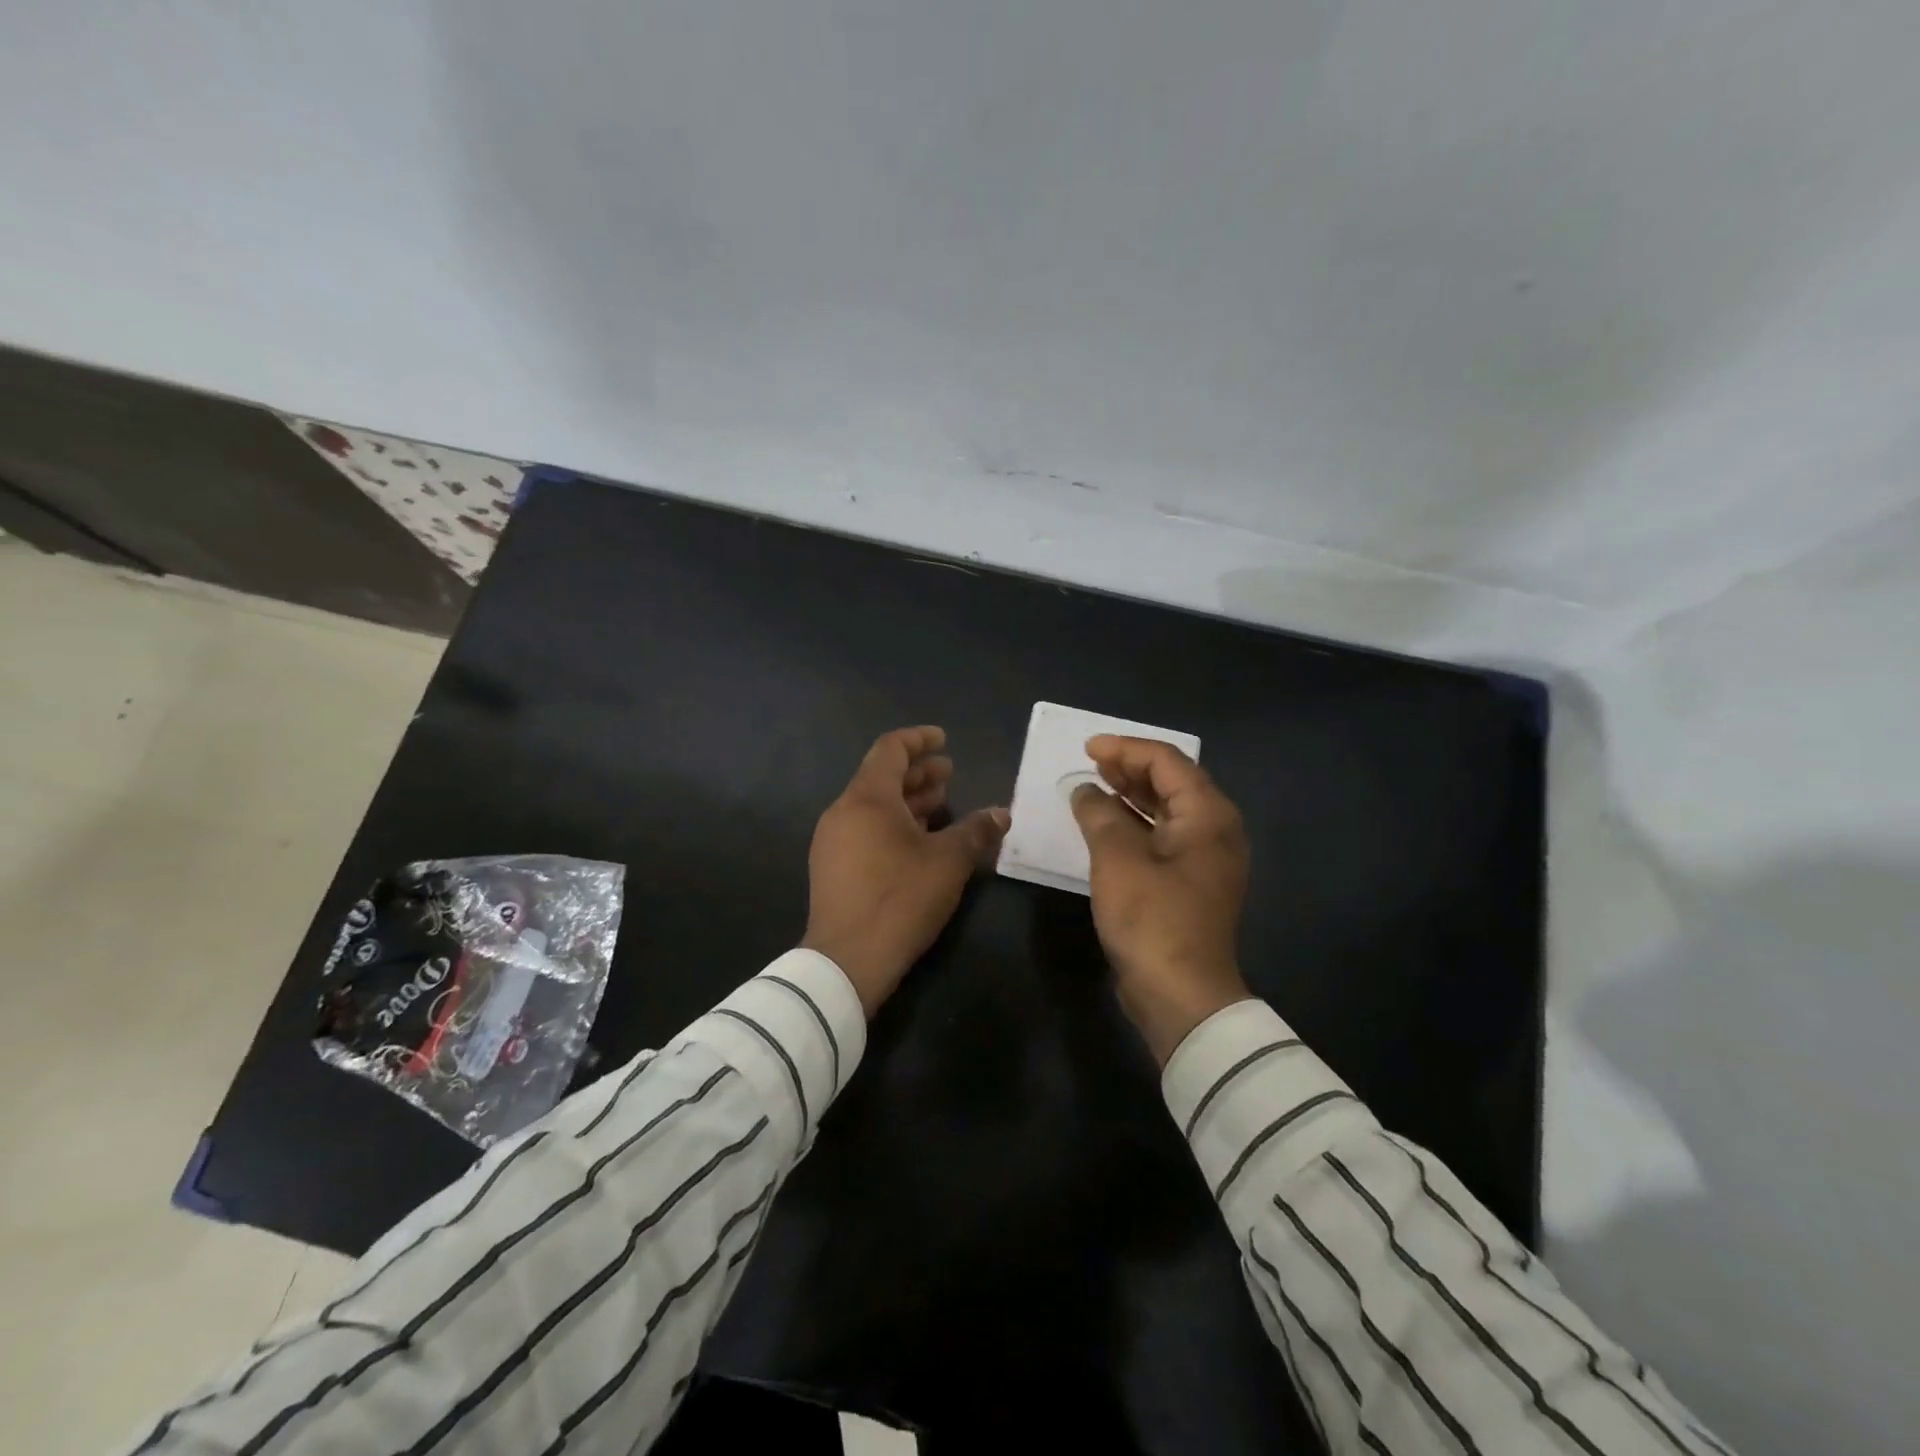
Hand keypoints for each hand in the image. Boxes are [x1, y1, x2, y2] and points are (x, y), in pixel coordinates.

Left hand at [801, 726, 1009, 1016]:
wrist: (846, 961)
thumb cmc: (900, 899)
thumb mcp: (948, 863)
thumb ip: (976, 831)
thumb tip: (1002, 813)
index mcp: (867, 798)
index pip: (891, 749)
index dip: (919, 739)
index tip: (944, 740)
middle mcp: (844, 811)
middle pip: (882, 777)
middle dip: (918, 773)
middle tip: (950, 774)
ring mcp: (833, 840)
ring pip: (874, 806)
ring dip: (908, 800)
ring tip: (941, 803)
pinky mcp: (832, 866)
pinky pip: (865, 829)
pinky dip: (894, 823)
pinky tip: (920, 840)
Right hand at [1070, 735, 1253, 1063]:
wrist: (1181, 995)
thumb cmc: (1152, 920)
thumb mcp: (1118, 860)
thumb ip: (1099, 815)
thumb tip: (1085, 791)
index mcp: (1208, 816)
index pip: (1167, 761)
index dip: (1125, 749)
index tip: (1087, 749)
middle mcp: (1215, 830)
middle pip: (1172, 782)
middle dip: (1129, 768)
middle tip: (1090, 764)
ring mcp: (1205, 859)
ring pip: (1167, 810)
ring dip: (1131, 795)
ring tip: (1094, 786)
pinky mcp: (1191, 882)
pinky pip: (1163, 836)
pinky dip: (1135, 824)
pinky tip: (1106, 825)